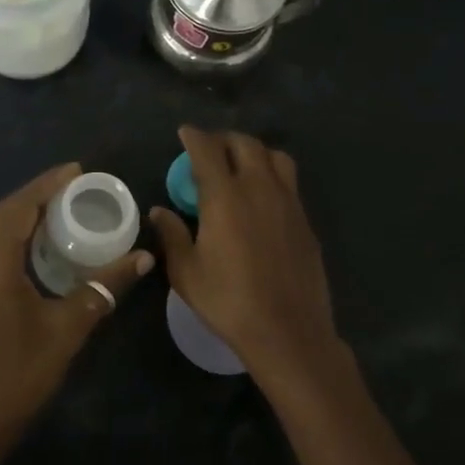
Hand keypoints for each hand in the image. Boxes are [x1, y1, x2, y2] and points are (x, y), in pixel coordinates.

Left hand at [0, 163, 152, 464]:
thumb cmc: (16, 376)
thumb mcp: (66, 329)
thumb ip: (104, 288)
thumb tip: (143, 257)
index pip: (18, 207)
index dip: (47, 185)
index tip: (77, 171)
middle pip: (2, 213)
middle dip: (37, 196)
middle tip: (75, 189)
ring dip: (22, 215)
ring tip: (61, 209)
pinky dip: (11, 235)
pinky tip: (35, 243)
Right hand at [149, 127, 343, 392]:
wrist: (288, 331)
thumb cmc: (229, 301)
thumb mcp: (187, 273)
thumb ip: (172, 235)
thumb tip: (159, 211)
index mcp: (225, 196)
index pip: (208, 150)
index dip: (194, 137)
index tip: (185, 133)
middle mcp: (259, 188)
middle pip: (245, 144)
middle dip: (225, 139)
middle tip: (210, 150)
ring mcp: (288, 202)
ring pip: (275, 157)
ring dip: (254, 151)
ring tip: (241, 165)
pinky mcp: (305, 220)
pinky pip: (289, 182)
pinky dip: (272, 175)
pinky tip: (262, 198)